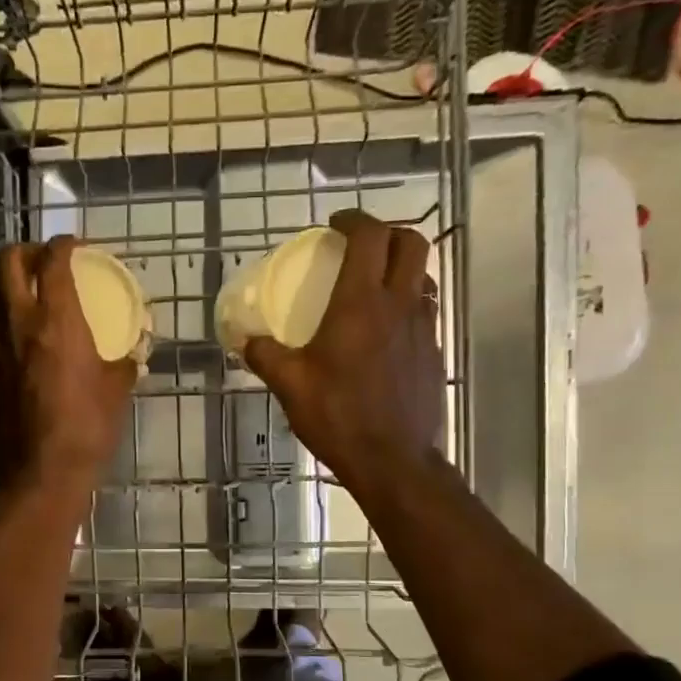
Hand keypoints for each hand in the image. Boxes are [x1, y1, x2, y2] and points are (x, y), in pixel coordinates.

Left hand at [0, 236, 137, 493]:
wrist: (43, 472)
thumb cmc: (89, 426)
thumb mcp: (118, 390)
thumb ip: (123, 362)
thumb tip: (132, 355)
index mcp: (56, 319)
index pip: (52, 260)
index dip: (64, 244)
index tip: (75, 246)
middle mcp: (18, 324)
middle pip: (5, 262)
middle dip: (24, 251)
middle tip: (44, 262)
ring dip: (9, 288)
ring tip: (30, 301)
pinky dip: (5, 326)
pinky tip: (24, 348)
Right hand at [242, 209, 444, 500]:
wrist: (394, 460)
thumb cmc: (338, 417)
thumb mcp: (290, 386)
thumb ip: (265, 356)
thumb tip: (246, 340)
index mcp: (360, 304)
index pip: (369, 237)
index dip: (354, 219)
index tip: (335, 224)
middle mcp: (399, 305)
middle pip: (410, 243)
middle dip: (387, 233)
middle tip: (361, 245)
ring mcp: (423, 328)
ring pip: (423, 276)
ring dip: (401, 268)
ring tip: (375, 285)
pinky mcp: (434, 352)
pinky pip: (425, 311)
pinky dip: (407, 303)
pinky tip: (386, 330)